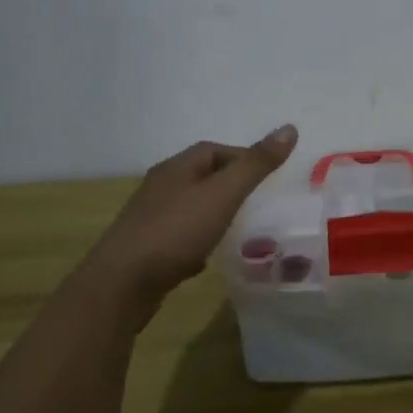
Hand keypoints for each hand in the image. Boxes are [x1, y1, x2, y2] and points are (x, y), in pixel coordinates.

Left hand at [83, 125, 297, 317]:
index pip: (214, 149)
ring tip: (240, 228)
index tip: (268, 177)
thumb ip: (255, 164)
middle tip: (259, 201)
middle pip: (200, 176)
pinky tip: (209, 256)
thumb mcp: (223, 194)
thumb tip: (290, 128)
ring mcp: (149, 219)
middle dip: (229, 185)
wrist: (121, 285)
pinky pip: (178, 235)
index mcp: (176, 168)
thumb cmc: (176, 231)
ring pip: (189, 206)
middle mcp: (159, 187)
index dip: (242, 157)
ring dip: (214, 212)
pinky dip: (198, 239)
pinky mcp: (144, 249)